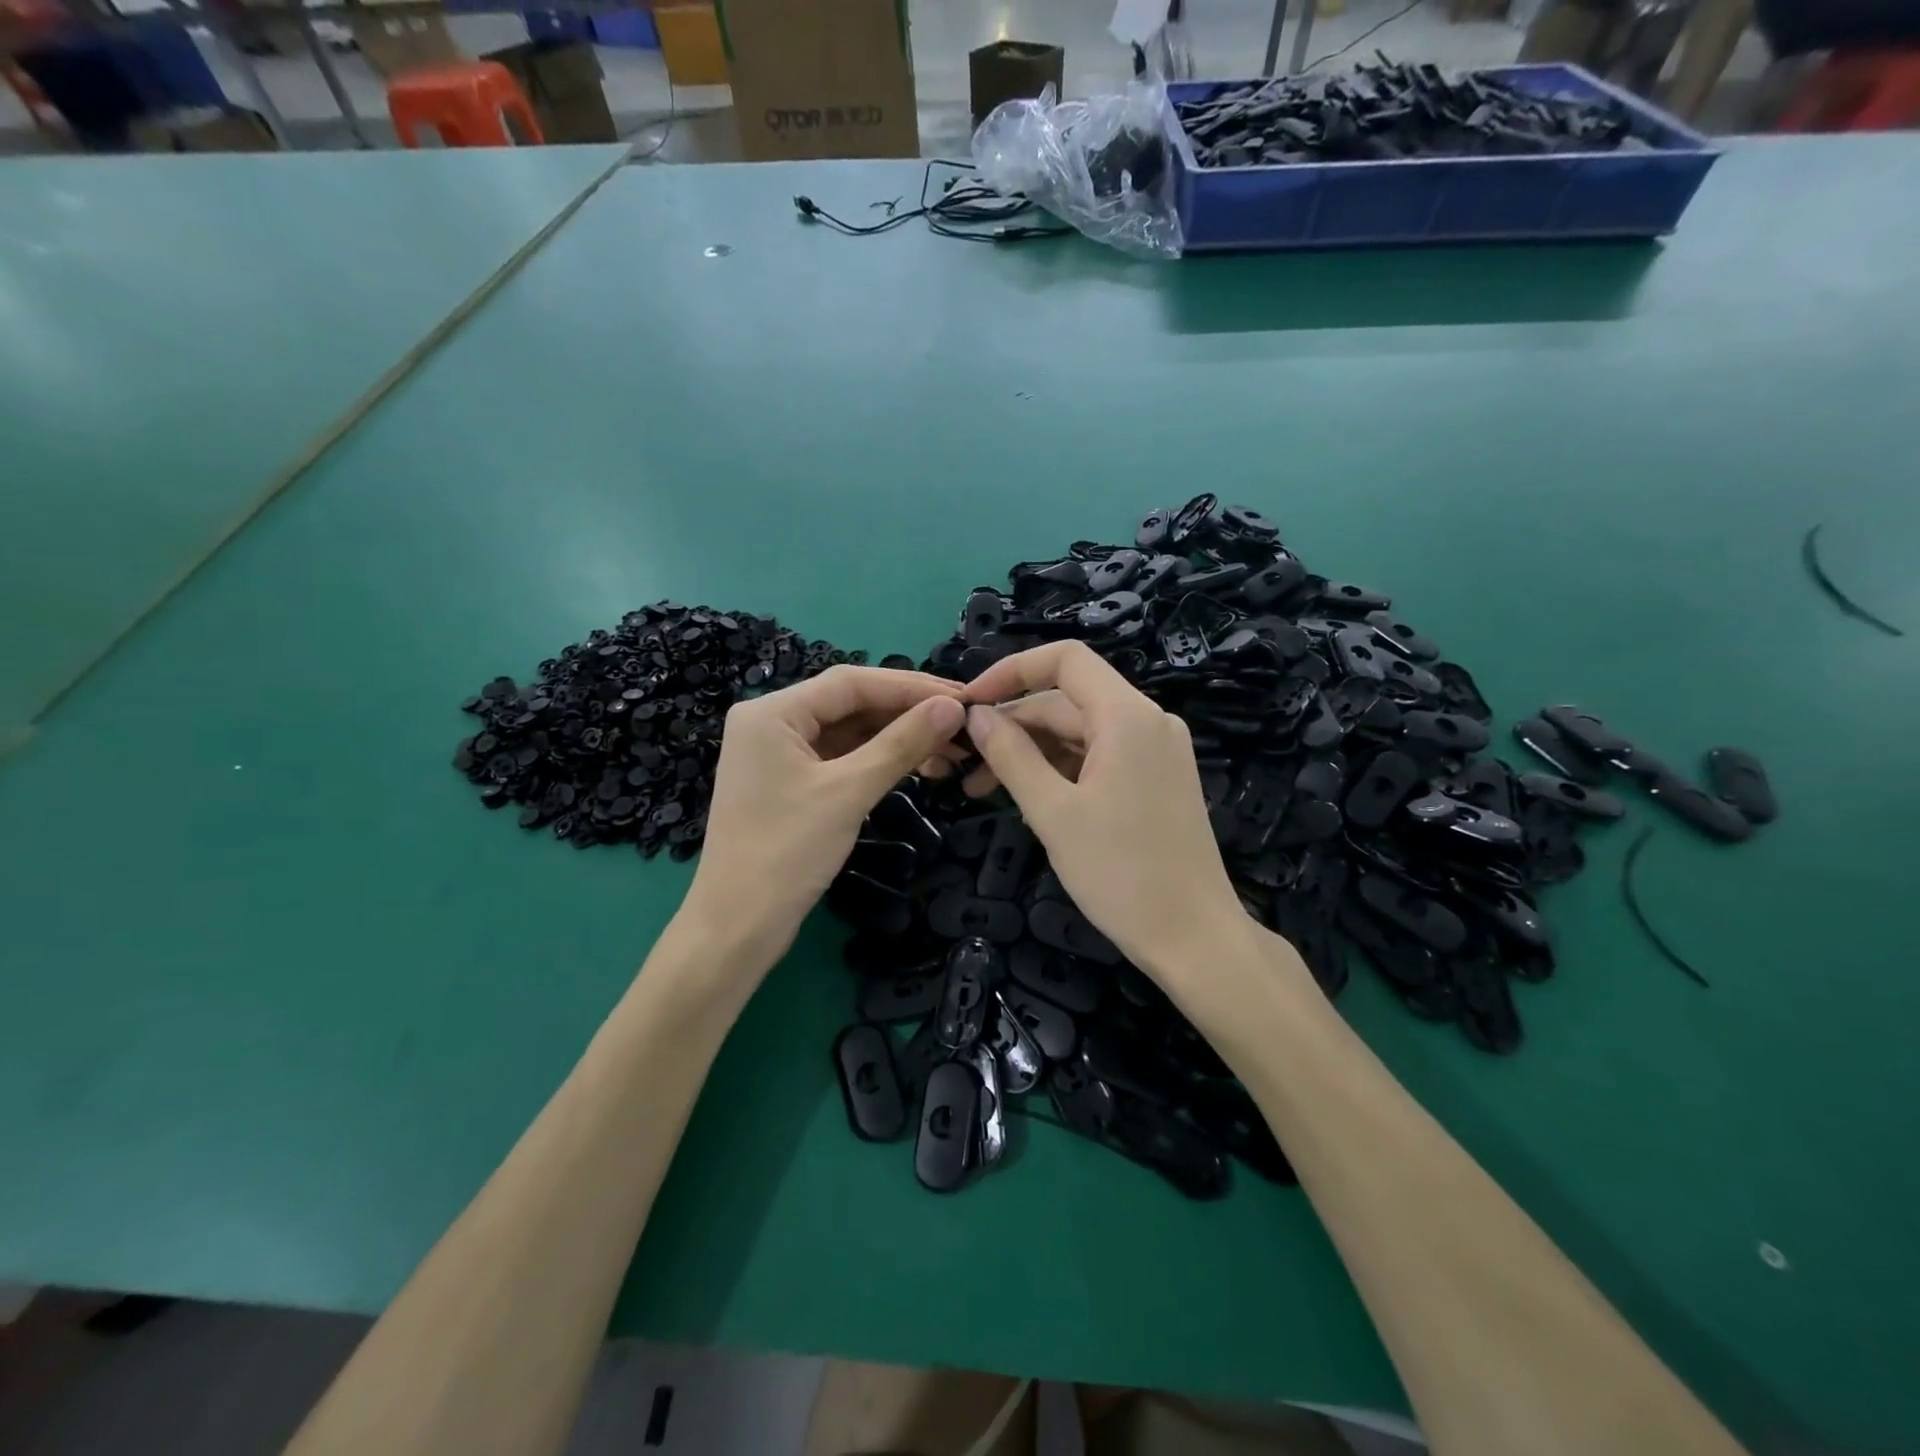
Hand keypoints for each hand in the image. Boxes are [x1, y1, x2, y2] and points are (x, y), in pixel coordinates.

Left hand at [683, 666, 966, 969]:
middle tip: (962, 723)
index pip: (851, 683)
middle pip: (849, 703)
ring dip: (896, 737)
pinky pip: (840, 757)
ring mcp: (778, 754)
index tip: (961, 697)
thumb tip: (953, 708)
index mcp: (772, 712)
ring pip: (848, 731)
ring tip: (949, 748)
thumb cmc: (786, 853)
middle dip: (906, 712)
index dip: (910, 686)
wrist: (738, 927)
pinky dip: (877, 759)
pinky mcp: (789, 782)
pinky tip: (915, 764)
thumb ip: (902, 744)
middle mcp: (771, 722)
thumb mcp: (849, 792)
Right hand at [961, 642, 1263, 993]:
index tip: (970, 702)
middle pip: (1068, 699)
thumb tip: (976, 716)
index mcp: (1127, 716)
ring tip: (983, 788)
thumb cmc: (1122, 874)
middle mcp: (1147, 720)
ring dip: (1032, 751)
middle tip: (965, 764)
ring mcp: (1155, 750)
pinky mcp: (1156, 777)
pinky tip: (1027, 797)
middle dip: (1013, 724)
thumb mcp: (1053, 812)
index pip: (1065, 660)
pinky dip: (1060, 768)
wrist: (1194, 937)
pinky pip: (1099, 755)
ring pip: (1080, 730)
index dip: (1011, 671)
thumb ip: (1011, 755)